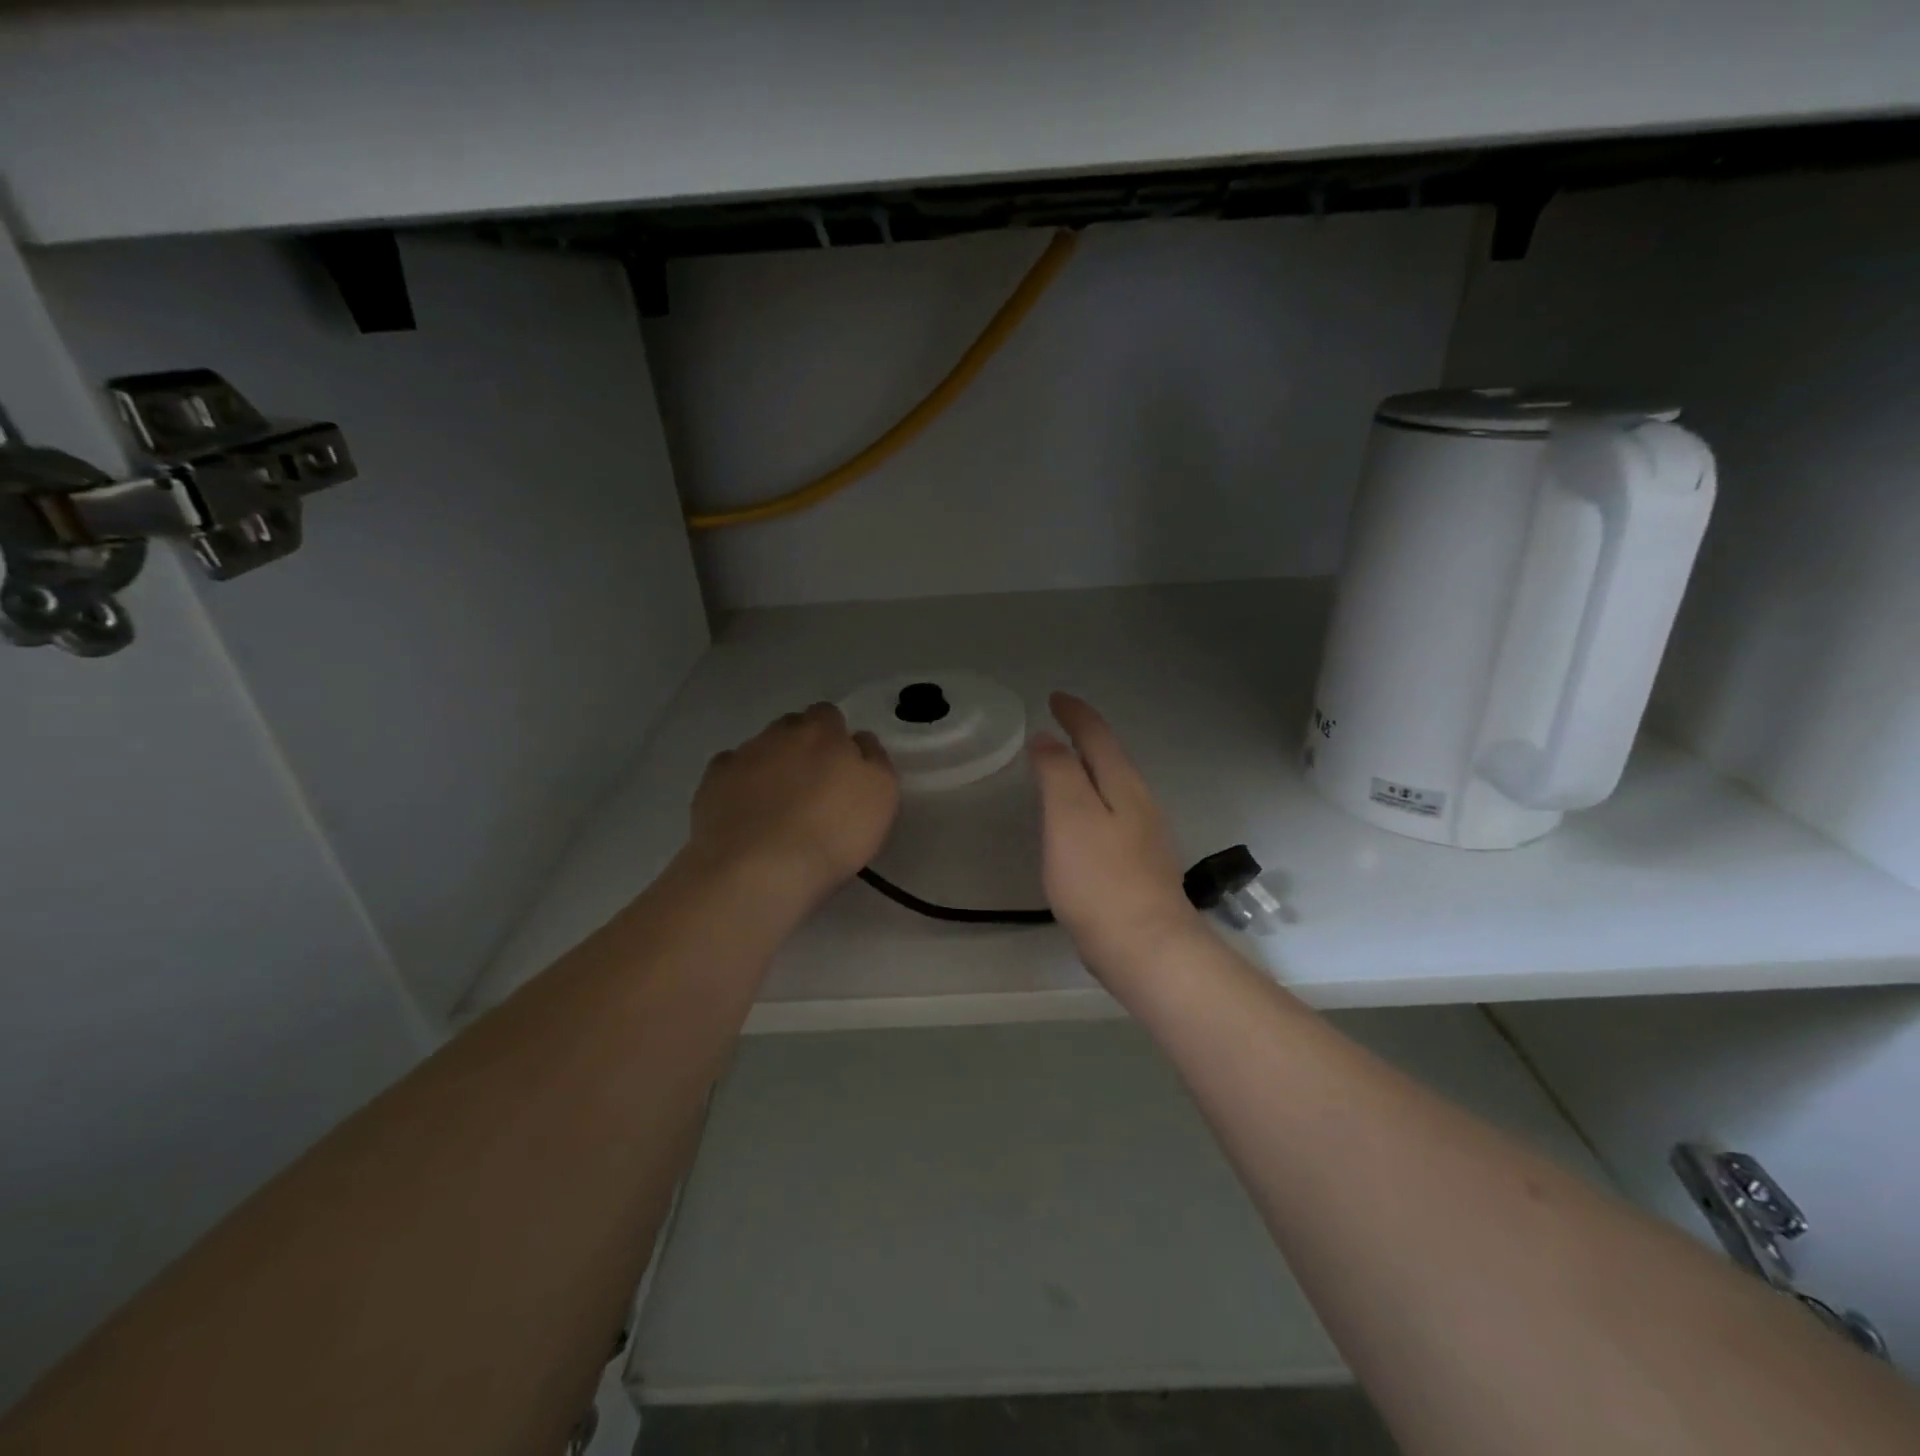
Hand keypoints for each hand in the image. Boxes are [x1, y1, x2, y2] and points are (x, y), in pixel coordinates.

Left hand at [687, 703, 898, 906]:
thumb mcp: (881, 795)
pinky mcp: (711, 784)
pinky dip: (738, 785)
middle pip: (792, 727)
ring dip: (770, 766)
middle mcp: (778, 734)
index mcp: (823, 731)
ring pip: (759, 749)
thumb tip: (858, 741)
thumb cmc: (833, 832)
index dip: (835, 736)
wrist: (760, 869)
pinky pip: (728, 772)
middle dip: (801, 746)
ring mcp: (741, 757)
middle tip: (812, 784)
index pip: (828, 715)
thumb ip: (874, 759)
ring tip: (777, 805)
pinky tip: (746, 811)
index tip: (841, 765)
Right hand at [1030, 693, 1198, 975]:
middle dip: (1086, 736)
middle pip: (1111, 758)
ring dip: (1090, 769)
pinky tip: (1081, 822)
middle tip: (1058, 725)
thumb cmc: (1100, 879)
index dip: (1075, 714)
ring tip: (1065, 766)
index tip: (1055, 698)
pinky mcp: (1139, 866)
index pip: (1098, 736)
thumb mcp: (1069, 816)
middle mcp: (1139, 803)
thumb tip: (1048, 739)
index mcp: (1123, 785)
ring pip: (1114, 787)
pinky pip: (1112, 816)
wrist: (1145, 948)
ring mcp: (1144, 836)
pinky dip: (1092, 801)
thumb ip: (1058, 772)